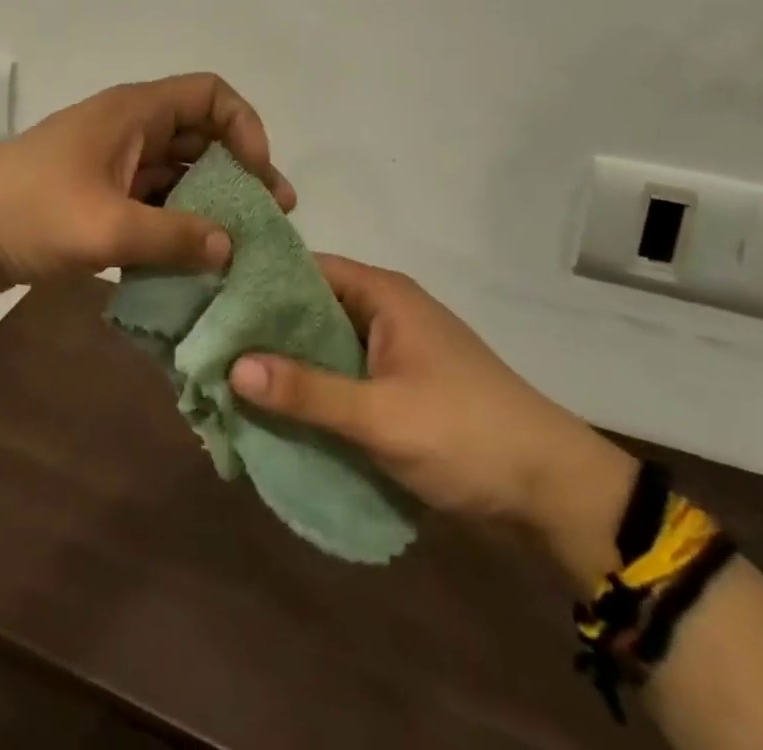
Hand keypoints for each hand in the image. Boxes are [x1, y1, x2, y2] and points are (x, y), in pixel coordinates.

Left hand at [0, 73, 294, 298]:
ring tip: (240, 247)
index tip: (258, 175)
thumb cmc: (29, 212)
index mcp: (133, 112)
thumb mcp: (106, 226)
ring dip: (209, 202)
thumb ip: (174, 236)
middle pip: (200, 135)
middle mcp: (128, 129)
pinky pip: (151, 202)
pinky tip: (193, 261)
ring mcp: (111, 164)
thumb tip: (230, 247)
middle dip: (238, 171)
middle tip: (269, 219)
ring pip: (176, 172)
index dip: (245, 126)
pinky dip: (175, 224)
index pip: (210, 94)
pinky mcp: (95, 197)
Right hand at [229, 255, 635, 580]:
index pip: (306, 269)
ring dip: (287, 363)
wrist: (554, 493)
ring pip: (325, 345)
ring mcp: (394, 350)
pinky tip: (276, 409)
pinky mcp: (400, 386)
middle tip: (208, 344)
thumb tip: (233, 366)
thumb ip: (308, 391)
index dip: (258, 281)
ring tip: (228, 378)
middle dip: (265, 329)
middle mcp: (385, 311)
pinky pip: (344, 376)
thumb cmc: (466, 434)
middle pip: (311, 307)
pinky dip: (313, 388)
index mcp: (383, 294)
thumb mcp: (382, 415)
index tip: (209, 299)